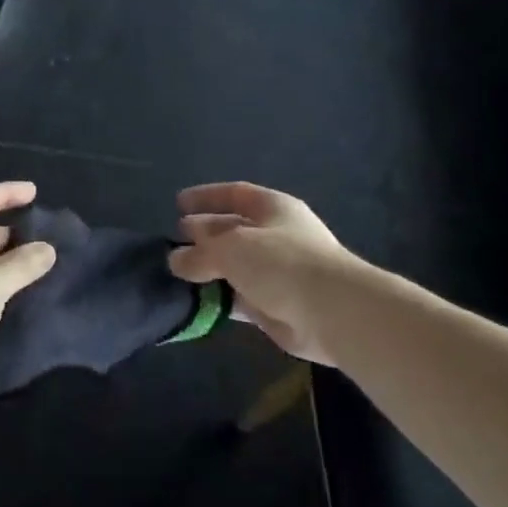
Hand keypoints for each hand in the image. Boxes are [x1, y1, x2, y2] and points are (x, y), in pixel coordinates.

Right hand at [169, 182, 359, 364]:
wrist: (333, 312)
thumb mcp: (231, 248)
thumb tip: (176, 259)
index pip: (234, 194)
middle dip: (204, 234)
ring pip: (235, 266)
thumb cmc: (282, 262)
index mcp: (273, 207)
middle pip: (233, 229)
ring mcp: (278, 272)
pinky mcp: (276, 306)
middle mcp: (276, 235)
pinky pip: (240, 298)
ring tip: (177, 274)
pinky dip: (220, 298)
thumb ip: (200, 253)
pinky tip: (197, 302)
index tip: (178, 204)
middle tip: (174, 242)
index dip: (206, 197)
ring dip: (209, 270)